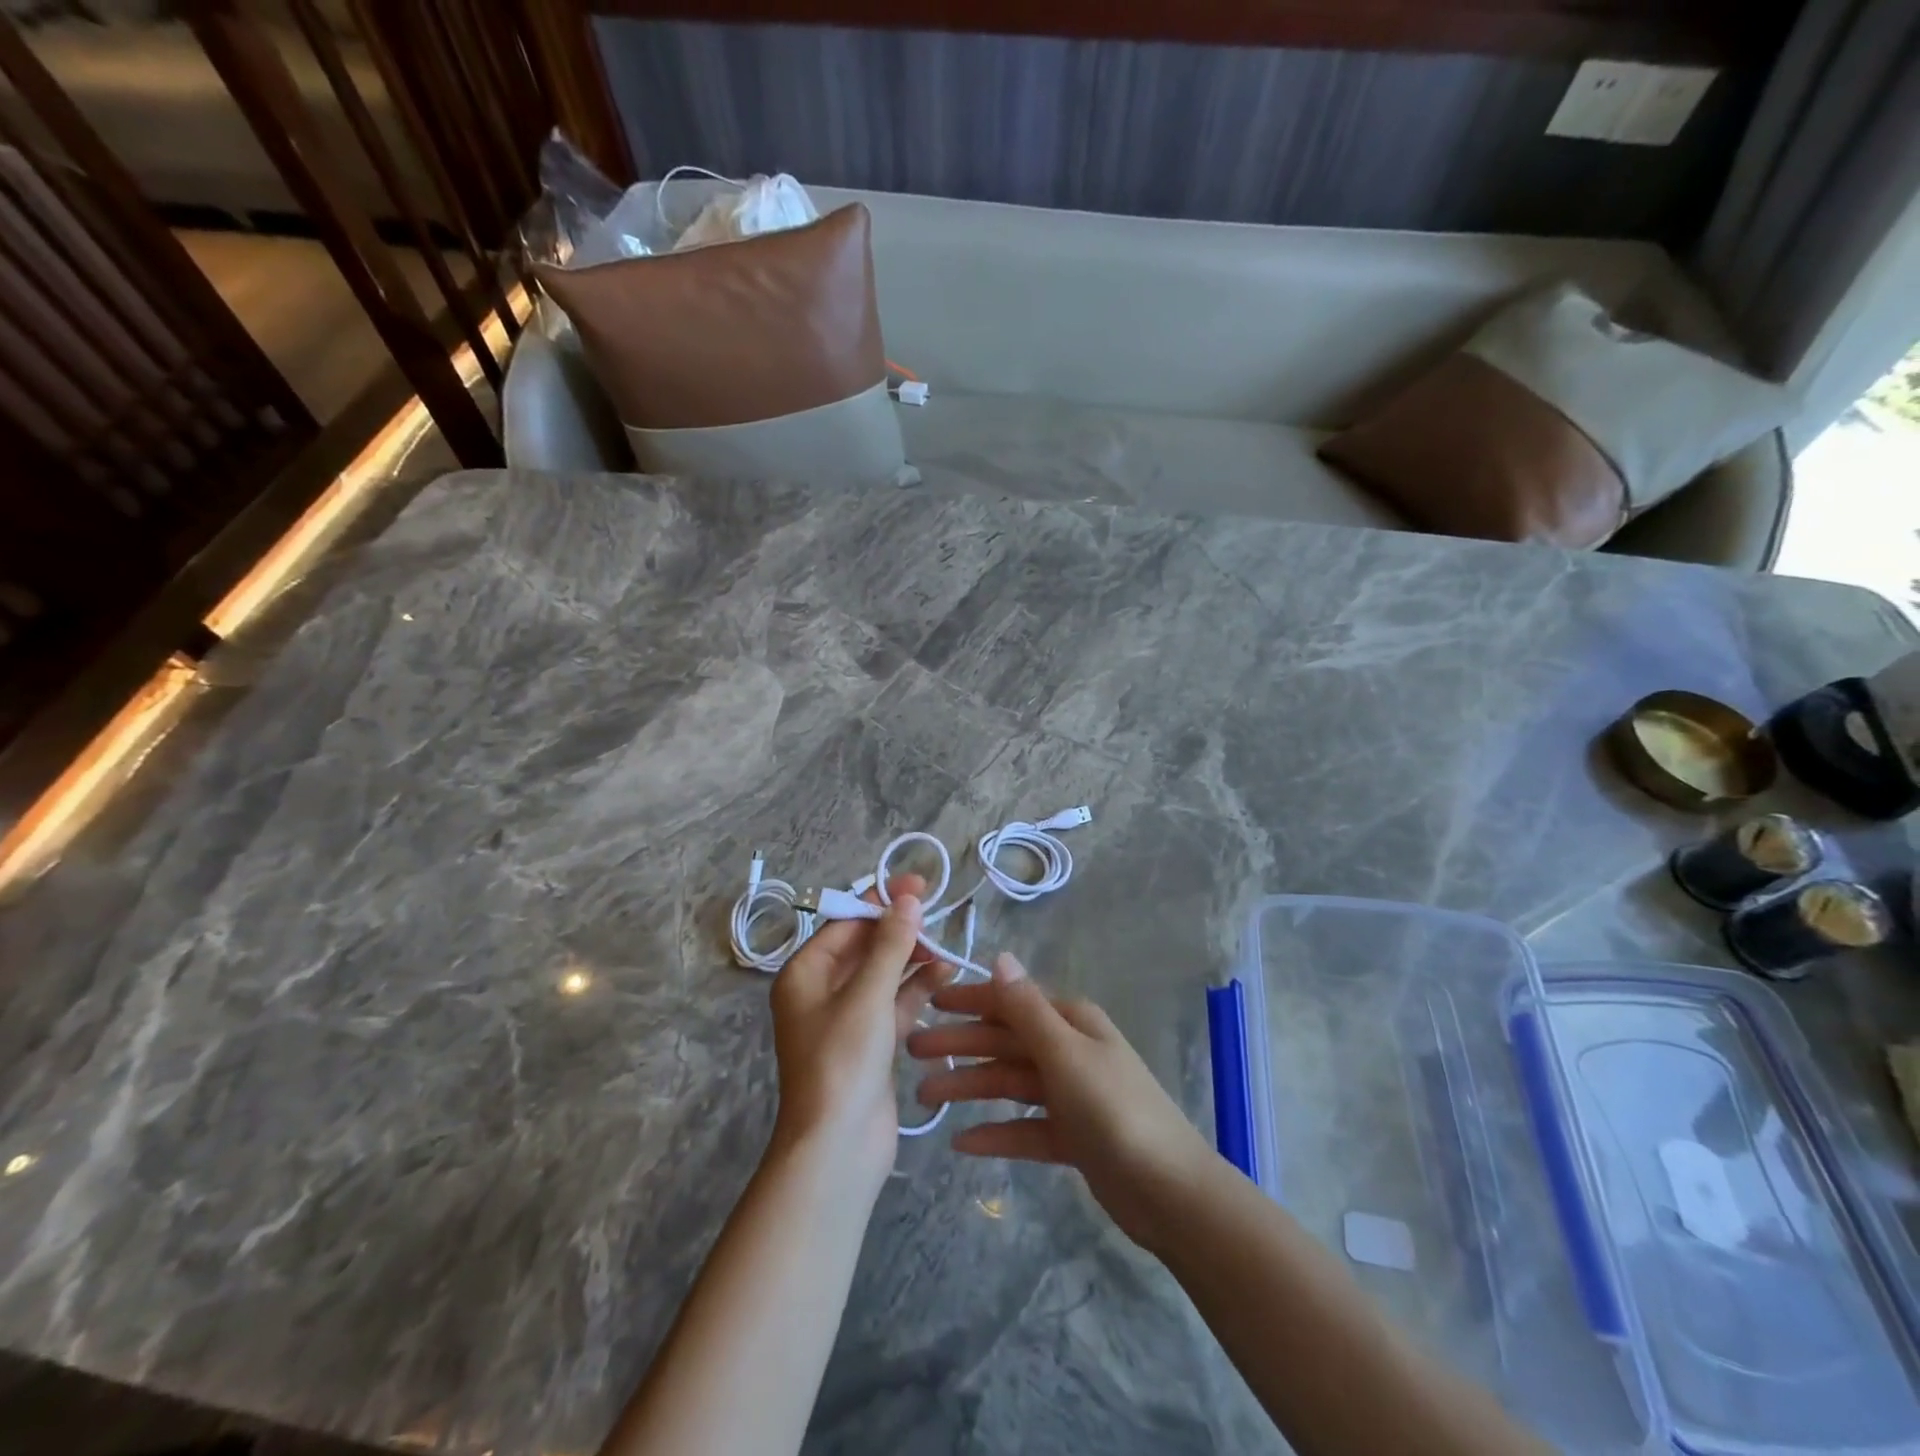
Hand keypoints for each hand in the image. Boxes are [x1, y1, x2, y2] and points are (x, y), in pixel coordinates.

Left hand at [767, 874, 950, 1192]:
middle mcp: (821, 991)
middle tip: (936, 911)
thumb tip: (908, 898)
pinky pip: (895, 1003)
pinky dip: (917, 989)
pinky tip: (946, 974)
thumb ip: (891, 944)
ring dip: (912, 958)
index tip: (917, 885)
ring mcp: (848, 1019)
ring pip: (883, 974)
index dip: (880, 901)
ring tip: (947, 946)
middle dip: (899, 929)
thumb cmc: (842, 1062)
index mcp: (805, 974)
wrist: (837, 1149)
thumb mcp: (867, 995)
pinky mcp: (871, 1043)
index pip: (845, 923)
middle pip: (865, 946)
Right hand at [908, 954, 1217, 1250]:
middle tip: (911, 1053)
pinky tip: (961, 1142)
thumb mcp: (1065, 1053)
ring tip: (925, 1099)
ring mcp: (1071, 1094)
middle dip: (960, 1045)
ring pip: (1009, 1084)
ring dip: (970, 1088)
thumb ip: (1026, 1008)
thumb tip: (1000, 957)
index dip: (968, 1000)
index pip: (1010, 1002)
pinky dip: (995, 1132)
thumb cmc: (1114, 1110)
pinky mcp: (1071, 1136)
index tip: (927, 1003)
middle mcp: (1069, 1050)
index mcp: (1070, 1021)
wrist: (1170, 1192)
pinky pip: (1023, 1127)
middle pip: (1004, 1042)